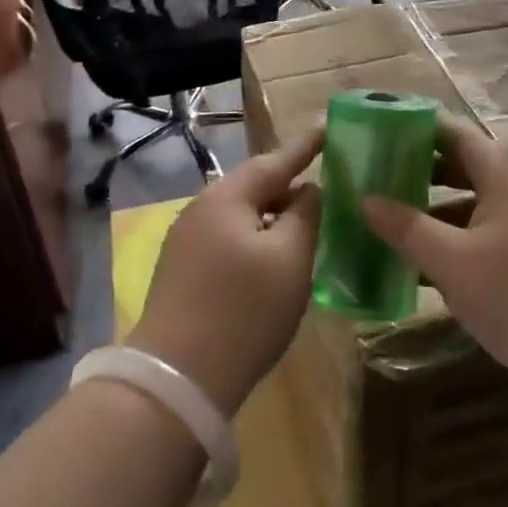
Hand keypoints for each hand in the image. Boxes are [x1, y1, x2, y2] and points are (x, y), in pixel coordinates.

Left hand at [129, 128, 323, 416]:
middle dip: (289, 184)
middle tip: (326, 183)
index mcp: (227, 197)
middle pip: (254, 186)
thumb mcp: (290, 259)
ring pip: (241, 214)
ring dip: (273, 214)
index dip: (306, 146)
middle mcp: (201, 209)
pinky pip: (228, 238)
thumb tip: (308, 191)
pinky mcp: (182, 271)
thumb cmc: (244, 310)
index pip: (275, 160)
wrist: (178, 378)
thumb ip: (305, 215)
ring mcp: (186, 241)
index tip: (329, 128)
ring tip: (306, 221)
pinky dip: (256, 238)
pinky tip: (273, 257)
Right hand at [362, 116, 507, 404]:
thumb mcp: (452, 260)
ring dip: (430, 209)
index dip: (418, 127)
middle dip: (418, 169)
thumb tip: (365, 198)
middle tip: (374, 173)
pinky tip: (414, 262)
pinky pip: (477, 238)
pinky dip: (447, 242)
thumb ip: (406, 227)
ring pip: (468, 206)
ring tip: (384, 215)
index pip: (456, 134)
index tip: (379, 128)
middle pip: (461, 168)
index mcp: (503, 178)